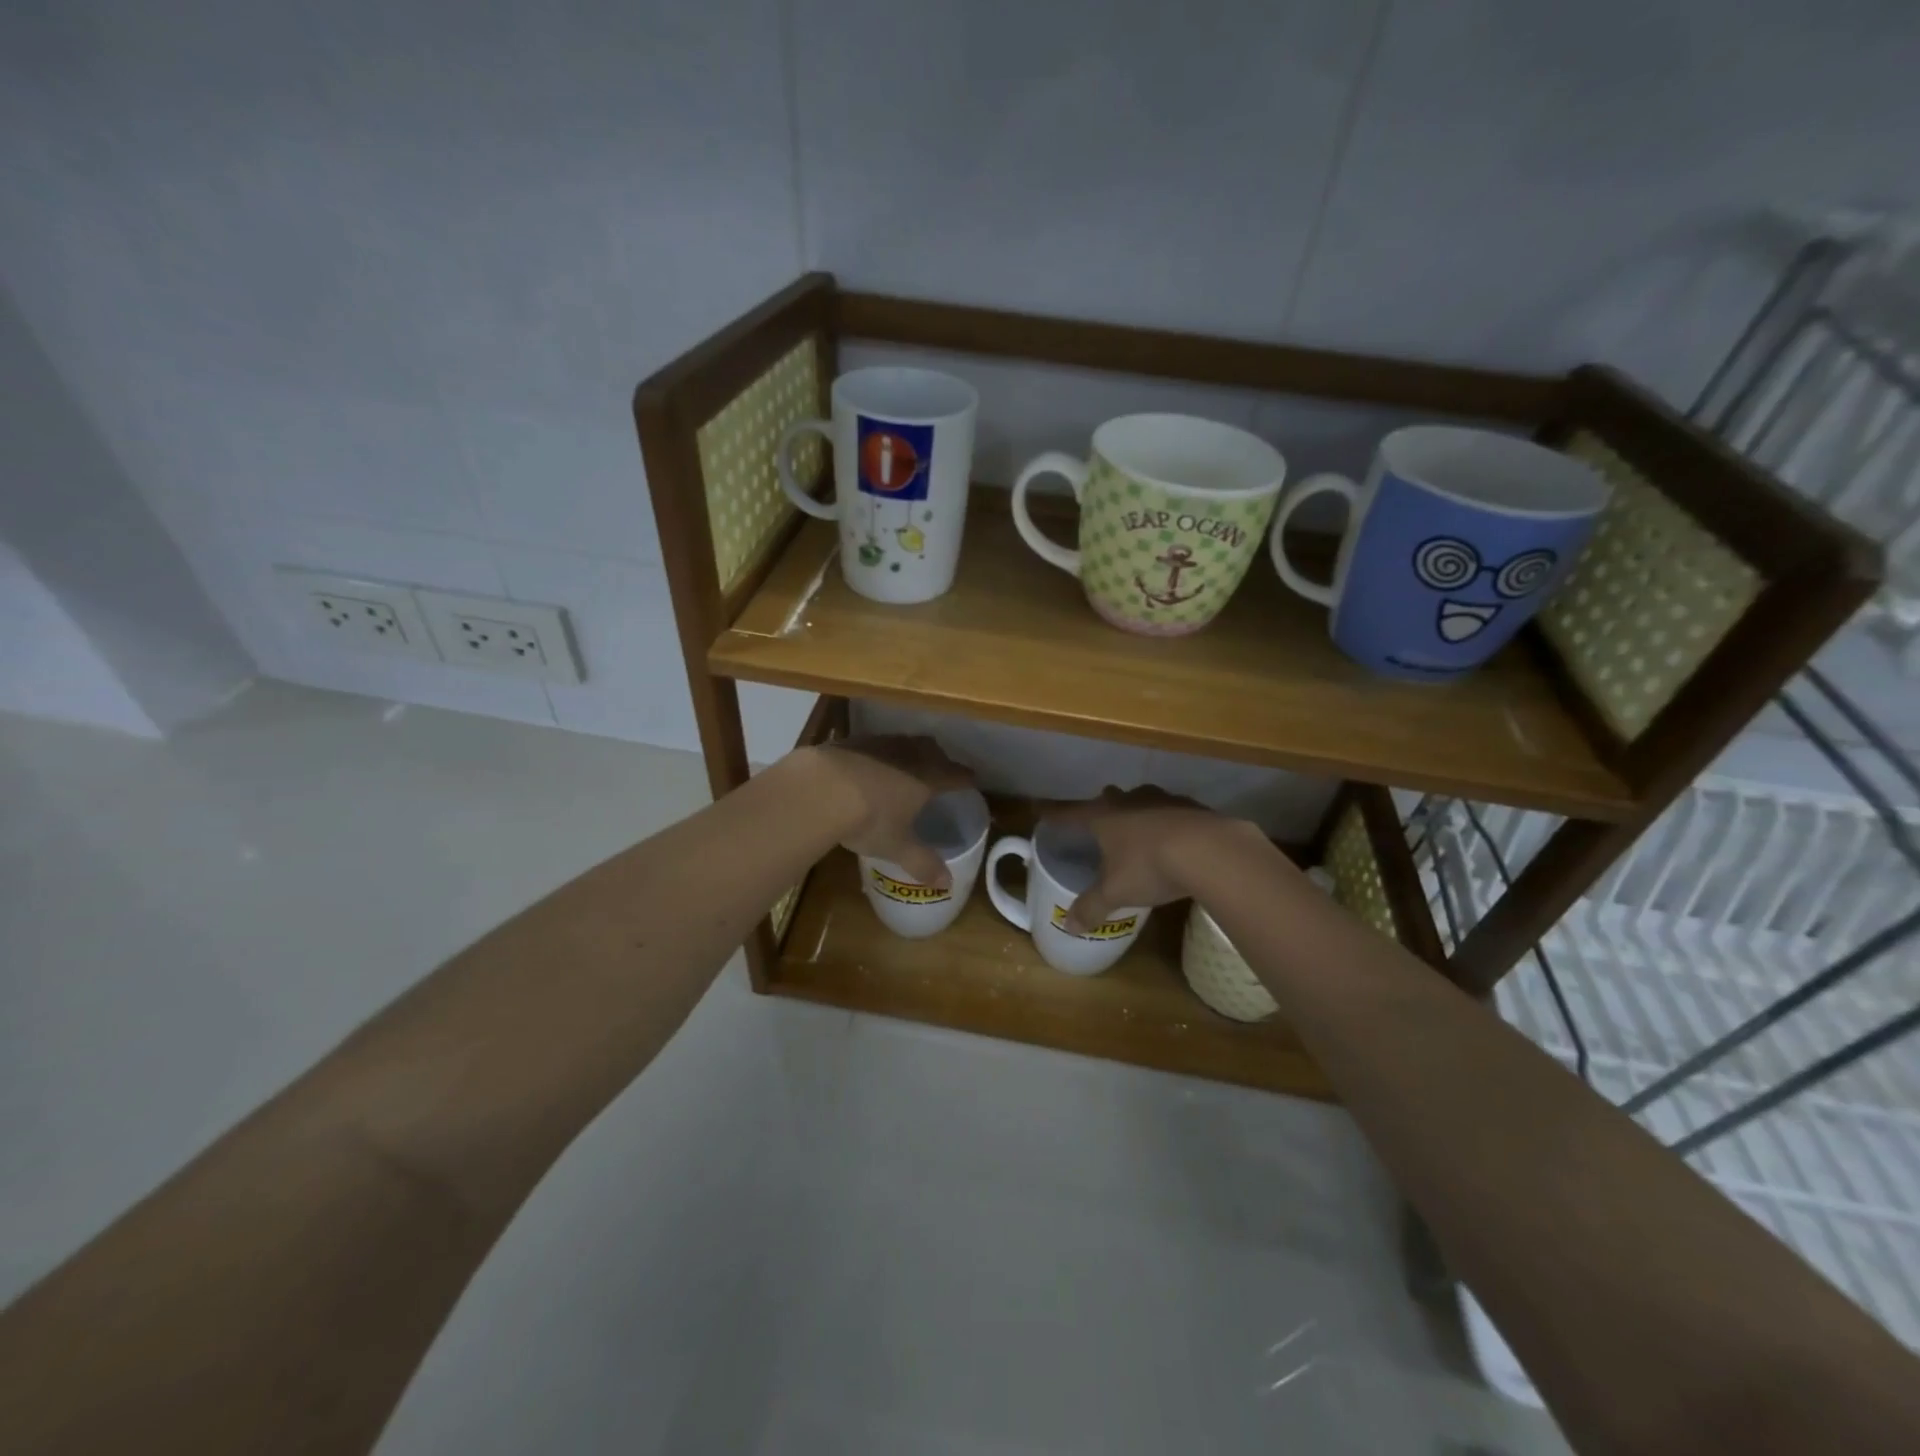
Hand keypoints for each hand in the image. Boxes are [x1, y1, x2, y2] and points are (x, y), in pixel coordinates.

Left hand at [796, 736, 974, 886]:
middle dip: (939, 758)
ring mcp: (879, 744)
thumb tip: (947, 884)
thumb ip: (923, 863)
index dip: (965, 778)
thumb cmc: (869, 819)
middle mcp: (908, 754)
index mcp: (927, 778)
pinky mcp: (851, 741)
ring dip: (909, 752)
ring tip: (905, 766)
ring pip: (903, 742)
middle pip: (932, 749)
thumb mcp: (897, 847)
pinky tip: (868, 766)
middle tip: (940, 769)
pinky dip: (878, 754)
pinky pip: (874, 744)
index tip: (972, 780)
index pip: (955, 774)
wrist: (820, 788)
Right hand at [1051, 786, 1259, 932]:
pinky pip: (1172, 811)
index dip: (1052, 814)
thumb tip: (1068, 926)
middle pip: (1108, 798)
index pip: (1069, 813)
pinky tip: (1175, 840)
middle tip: (1100, 824)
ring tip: (1139, 832)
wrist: (1210, 850)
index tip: (1038, 809)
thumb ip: (1091, 908)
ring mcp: (1162, 799)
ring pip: (1142, 800)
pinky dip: (1168, 822)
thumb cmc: (1150, 867)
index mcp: (1103, 816)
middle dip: (1102, 808)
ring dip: (1137, 812)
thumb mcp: (1116, 893)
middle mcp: (1129, 801)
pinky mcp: (1192, 807)